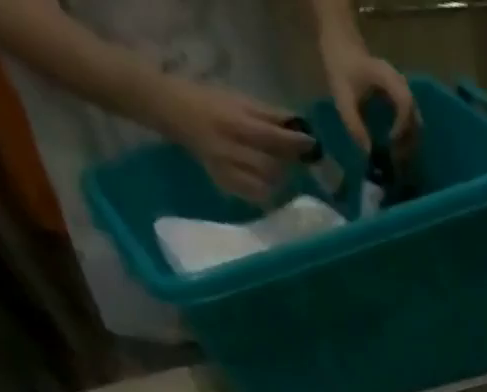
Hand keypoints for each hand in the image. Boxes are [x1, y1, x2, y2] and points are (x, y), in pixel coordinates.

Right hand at [150, 77, 309, 202]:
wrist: (175, 112)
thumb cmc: (212, 103)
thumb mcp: (240, 100)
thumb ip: (269, 115)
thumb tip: (299, 125)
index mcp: (235, 124)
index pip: (273, 138)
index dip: (295, 144)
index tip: (312, 144)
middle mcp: (231, 150)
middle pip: (272, 167)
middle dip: (287, 164)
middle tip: (293, 158)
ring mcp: (227, 171)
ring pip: (266, 186)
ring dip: (279, 180)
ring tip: (278, 169)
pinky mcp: (225, 185)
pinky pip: (254, 197)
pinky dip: (266, 193)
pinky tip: (267, 184)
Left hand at [318, 27, 420, 156]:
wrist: (342, 44)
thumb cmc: (341, 67)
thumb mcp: (342, 97)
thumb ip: (354, 124)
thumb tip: (368, 153)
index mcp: (388, 78)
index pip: (405, 104)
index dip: (401, 126)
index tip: (390, 141)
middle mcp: (401, 84)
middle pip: (415, 117)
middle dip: (408, 141)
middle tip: (395, 157)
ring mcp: (403, 91)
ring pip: (415, 122)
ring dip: (409, 141)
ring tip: (396, 155)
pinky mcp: (401, 98)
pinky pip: (410, 121)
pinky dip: (406, 136)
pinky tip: (396, 146)